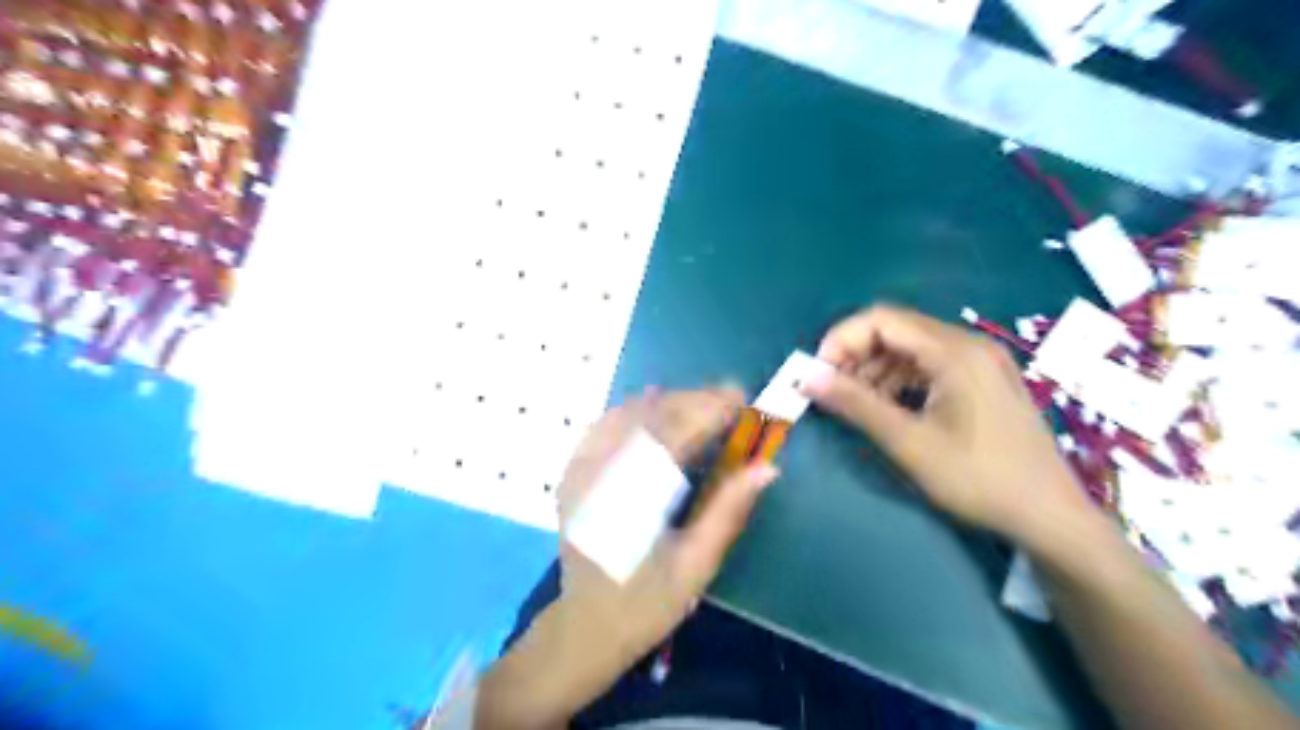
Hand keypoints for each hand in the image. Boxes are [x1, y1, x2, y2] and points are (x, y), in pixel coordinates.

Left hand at [553, 389, 775, 672]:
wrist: (584, 626)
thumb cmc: (645, 602)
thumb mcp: (696, 565)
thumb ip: (728, 510)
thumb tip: (767, 466)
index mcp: (630, 497)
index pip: (673, 433)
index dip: (709, 409)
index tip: (742, 398)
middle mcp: (598, 472)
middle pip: (649, 415)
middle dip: (693, 399)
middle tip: (731, 398)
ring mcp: (579, 468)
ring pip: (626, 412)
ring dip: (668, 401)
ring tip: (704, 403)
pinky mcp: (573, 470)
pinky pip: (606, 423)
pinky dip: (637, 410)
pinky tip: (658, 408)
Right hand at [809, 305, 1087, 544]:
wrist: (1050, 516)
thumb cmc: (978, 479)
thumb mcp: (909, 443)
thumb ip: (856, 404)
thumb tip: (807, 377)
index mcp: (954, 352)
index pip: (881, 319)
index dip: (841, 339)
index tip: (818, 373)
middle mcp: (969, 344)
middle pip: (896, 329)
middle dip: (855, 354)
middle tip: (831, 389)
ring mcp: (981, 360)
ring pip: (911, 347)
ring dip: (875, 367)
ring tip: (856, 402)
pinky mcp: (984, 379)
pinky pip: (930, 364)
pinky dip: (900, 378)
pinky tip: (888, 406)